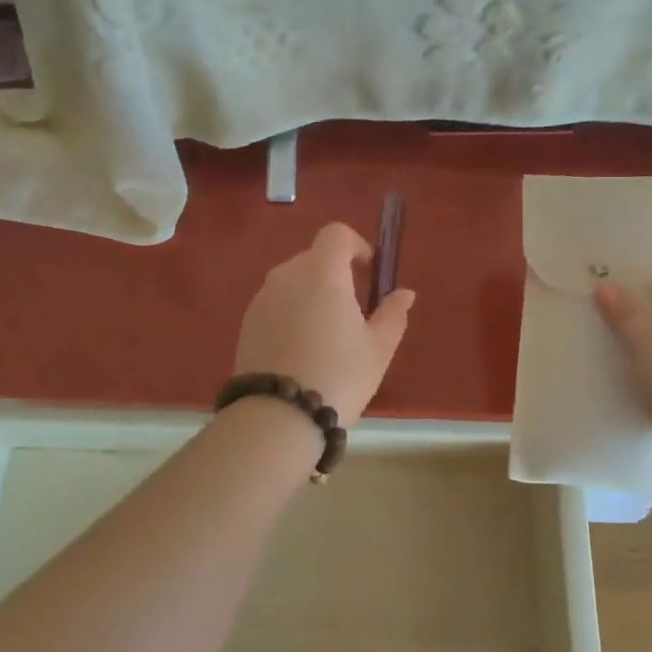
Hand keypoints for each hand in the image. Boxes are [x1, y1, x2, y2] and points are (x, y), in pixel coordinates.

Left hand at [234, 223, 415, 425]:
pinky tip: (300, 350)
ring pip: (292, 282)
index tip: (368, 268)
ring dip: (311, 294)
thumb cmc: (338, 376)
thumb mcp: (378, 349)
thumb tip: (405, 293)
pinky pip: (275, 304)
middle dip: (335, 274)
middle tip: (352, 311)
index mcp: (322, 272)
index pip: (336, 234)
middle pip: (313, 258)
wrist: (277, 416)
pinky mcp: (247, 322)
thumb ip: (393, 314)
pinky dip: (291, 314)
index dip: (355, 244)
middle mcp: (287, 275)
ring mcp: (262, 298)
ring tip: (326, 335)